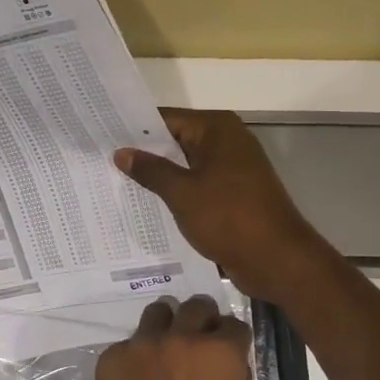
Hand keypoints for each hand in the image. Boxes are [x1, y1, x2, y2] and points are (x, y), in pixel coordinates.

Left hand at [87, 295, 252, 379]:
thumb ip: (231, 379)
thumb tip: (226, 363)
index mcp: (220, 353)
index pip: (232, 325)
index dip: (230, 338)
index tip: (225, 349)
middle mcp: (182, 337)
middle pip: (196, 307)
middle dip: (200, 322)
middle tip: (195, 344)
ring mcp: (141, 344)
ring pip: (157, 314)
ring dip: (166, 327)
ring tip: (163, 352)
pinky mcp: (111, 357)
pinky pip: (128, 344)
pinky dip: (136, 357)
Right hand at [114, 109, 327, 301]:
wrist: (277, 260)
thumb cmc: (229, 217)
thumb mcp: (182, 192)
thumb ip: (150, 170)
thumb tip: (121, 152)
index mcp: (217, 129)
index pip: (166, 119)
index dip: (134, 129)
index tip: (102, 135)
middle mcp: (226, 141)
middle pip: (175, 140)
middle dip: (143, 152)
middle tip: (102, 159)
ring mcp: (232, 169)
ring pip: (185, 165)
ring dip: (159, 175)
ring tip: (115, 180)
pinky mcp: (233, 194)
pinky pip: (196, 185)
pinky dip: (176, 192)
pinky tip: (147, 203)